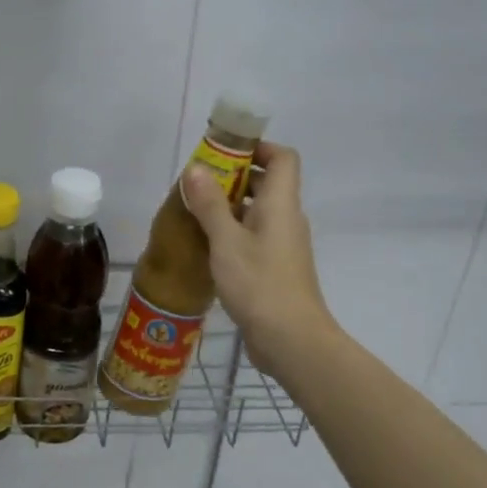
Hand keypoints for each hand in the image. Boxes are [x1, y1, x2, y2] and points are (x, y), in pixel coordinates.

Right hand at [181, 141, 337, 377]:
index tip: (224, 152)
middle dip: (234, 176)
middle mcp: (287, 219)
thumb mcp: (226, 241)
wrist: (291, 340)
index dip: (258, 147)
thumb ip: (210, 204)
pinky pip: (255, 236)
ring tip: (195, 213)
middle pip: (268, 183)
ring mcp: (283, 245)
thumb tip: (195, 168)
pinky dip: (233, 232)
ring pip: (258, 212)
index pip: (283, 157)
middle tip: (198, 183)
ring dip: (230, 206)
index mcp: (281, 204)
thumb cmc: (259, 284)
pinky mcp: (276, 268)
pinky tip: (207, 246)